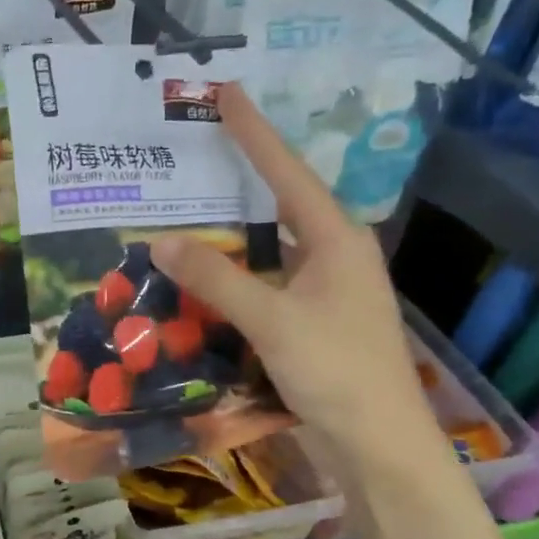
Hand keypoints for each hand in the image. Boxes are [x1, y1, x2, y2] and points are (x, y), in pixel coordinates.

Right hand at [149, 84, 446, 483]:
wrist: (377, 445)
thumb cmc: (337, 371)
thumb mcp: (274, 319)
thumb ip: (218, 279)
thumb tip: (162, 240)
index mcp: (337, 240)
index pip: (287, 174)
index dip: (254, 133)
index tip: (226, 93)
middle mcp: (332, 258)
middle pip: (278, 207)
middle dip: (237, 183)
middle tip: (192, 157)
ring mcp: (322, 294)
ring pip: (267, 253)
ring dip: (228, 241)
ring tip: (182, 218)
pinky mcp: (308, 326)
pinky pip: (262, 289)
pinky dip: (230, 283)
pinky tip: (199, 285)